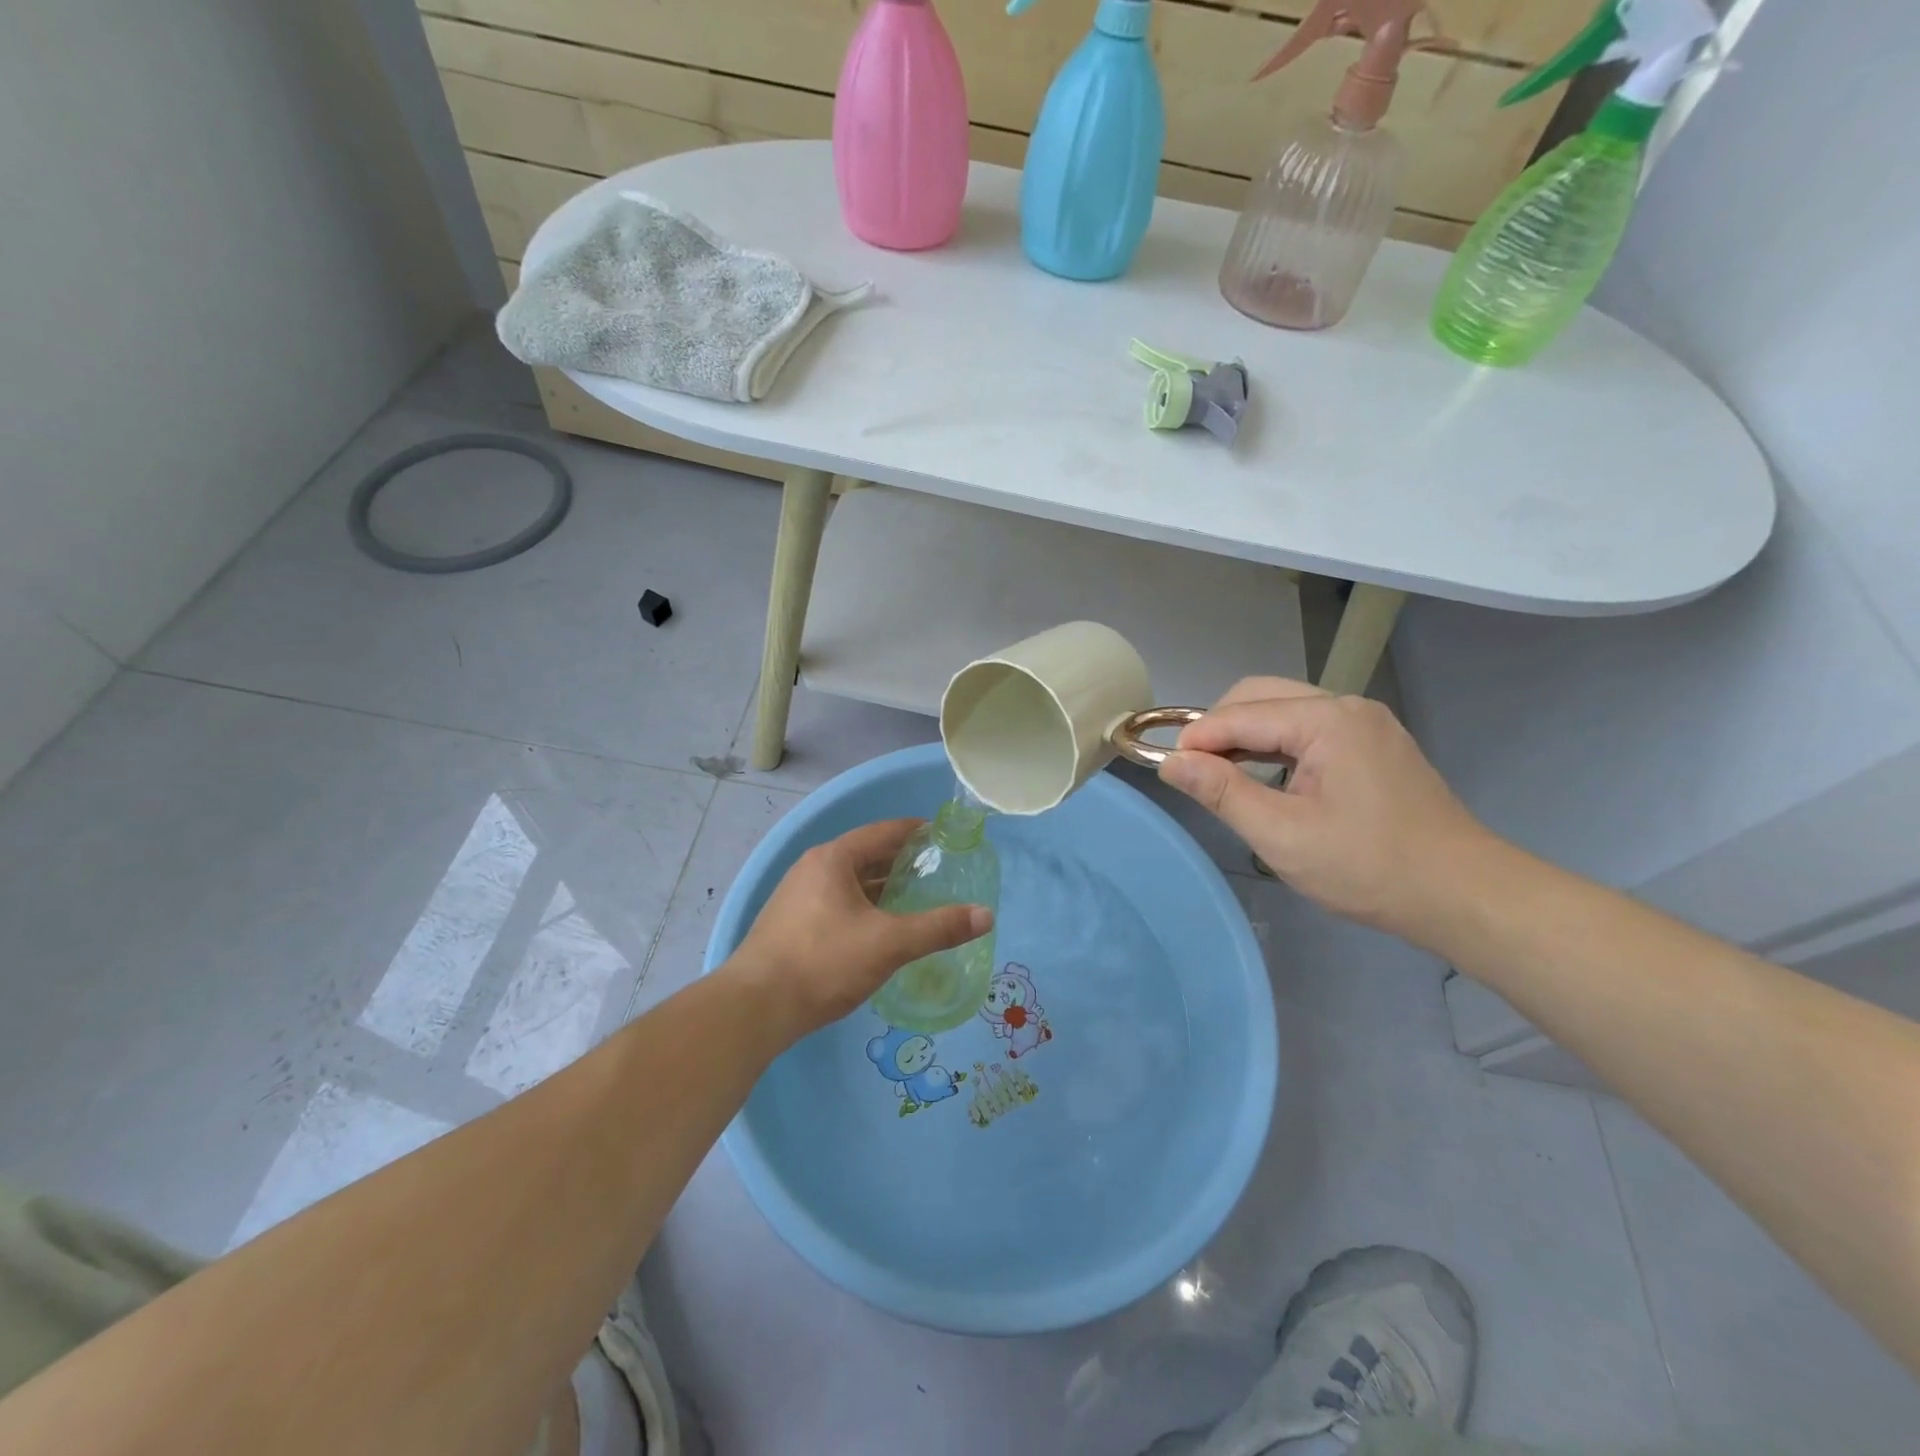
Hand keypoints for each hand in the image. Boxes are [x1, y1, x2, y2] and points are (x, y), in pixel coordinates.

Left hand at [726, 819, 992, 1041]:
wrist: (754, 1008)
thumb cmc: (823, 962)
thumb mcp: (888, 944)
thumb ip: (938, 928)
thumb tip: (986, 915)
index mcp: (833, 859)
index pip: (883, 832)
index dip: (915, 832)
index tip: (943, 837)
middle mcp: (812, 869)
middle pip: (865, 855)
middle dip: (900, 862)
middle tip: (936, 872)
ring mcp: (797, 897)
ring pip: (849, 882)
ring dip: (881, 887)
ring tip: (914, 899)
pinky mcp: (790, 925)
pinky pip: (836, 903)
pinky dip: (863, 907)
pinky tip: (879, 929)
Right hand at [1158, 678, 1497, 936]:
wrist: (1464, 895)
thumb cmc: (1369, 868)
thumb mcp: (1282, 835)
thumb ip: (1221, 791)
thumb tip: (1170, 761)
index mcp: (1327, 720)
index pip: (1240, 714)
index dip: (1197, 739)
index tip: (1164, 768)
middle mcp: (1347, 707)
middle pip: (1260, 697)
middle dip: (1219, 729)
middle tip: (1194, 773)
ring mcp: (1365, 724)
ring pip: (1284, 711)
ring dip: (1246, 737)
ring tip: (1221, 777)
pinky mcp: (1374, 745)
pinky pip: (1308, 730)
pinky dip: (1276, 747)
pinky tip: (1265, 778)